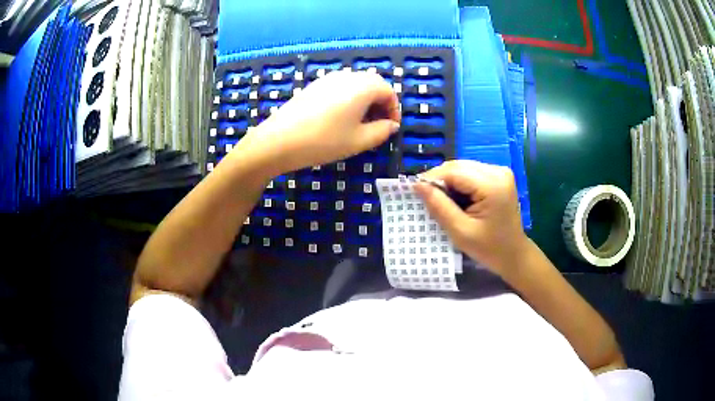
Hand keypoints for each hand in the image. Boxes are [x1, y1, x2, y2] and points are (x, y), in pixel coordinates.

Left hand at [241, 70, 399, 174]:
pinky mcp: (314, 86)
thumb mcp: (359, 141)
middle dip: (380, 104)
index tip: (391, 128)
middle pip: (373, 85)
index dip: (394, 110)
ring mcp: (328, 79)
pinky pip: (340, 88)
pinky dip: (348, 100)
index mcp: (363, 86)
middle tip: (377, 127)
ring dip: (365, 102)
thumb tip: (392, 125)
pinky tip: (339, 119)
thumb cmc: (324, 141)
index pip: (389, 91)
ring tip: (359, 125)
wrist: (279, 140)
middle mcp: (347, 76)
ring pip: (356, 86)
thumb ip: (382, 131)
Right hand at [414, 160, 527, 277]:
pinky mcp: (498, 176)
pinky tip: (457, 199)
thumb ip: (439, 206)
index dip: (431, 178)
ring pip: (463, 168)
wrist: (513, 254)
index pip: (454, 171)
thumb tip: (417, 184)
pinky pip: (471, 173)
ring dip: (449, 182)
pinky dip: (459, 183)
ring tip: (442, 202)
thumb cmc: (489, 248)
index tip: (415, 192)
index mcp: (492, 184)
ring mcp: (500, 172)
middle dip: (440, 180)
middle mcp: (498, 171)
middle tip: (426, 199)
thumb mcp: (460, 231)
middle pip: (458, 166)